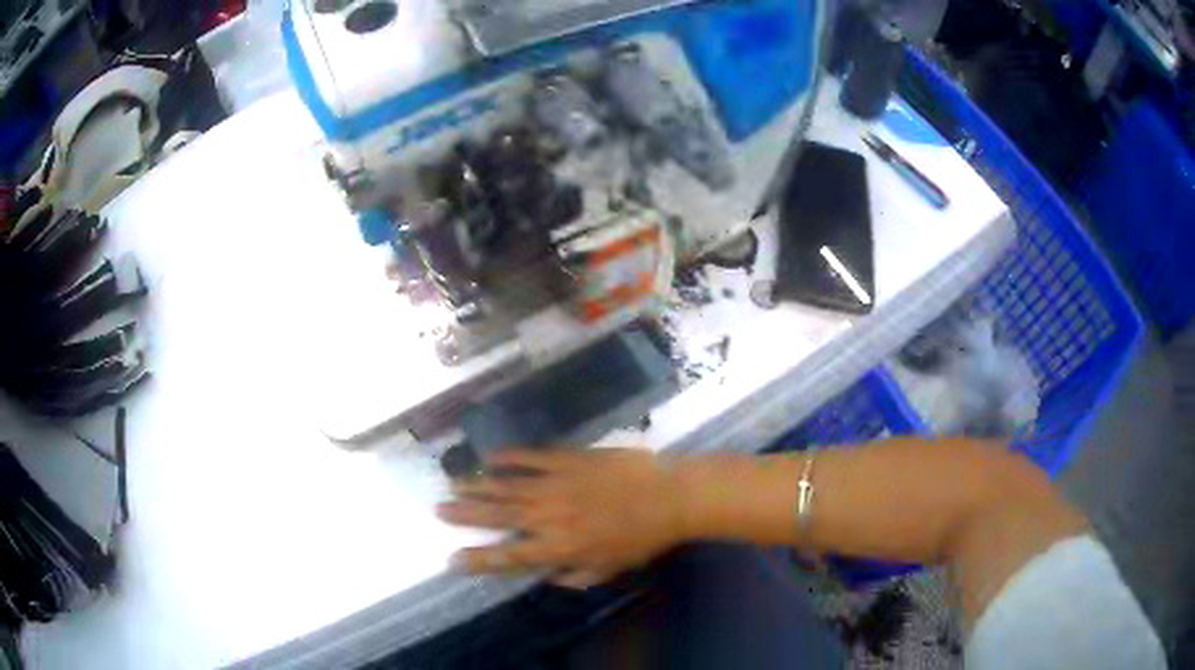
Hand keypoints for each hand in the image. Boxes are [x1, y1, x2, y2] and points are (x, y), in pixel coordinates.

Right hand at [437, 448, 686, 588]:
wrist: (667, 497)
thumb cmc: (641, 539)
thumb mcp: (610, 568)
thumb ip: (577, 575)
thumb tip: (551, 577)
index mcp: (557, 548)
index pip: (508, 556)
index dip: (478, 559)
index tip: (453, 559)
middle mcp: (546, 517)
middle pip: (497, 515)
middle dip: (465, 513)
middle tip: (438, 508)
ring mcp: (554, 484)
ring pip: (506, 485)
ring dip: (477, 485)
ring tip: (453, 483)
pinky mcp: (567, 459)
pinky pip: (530, 457)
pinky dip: (508, 457)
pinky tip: (490, 457)